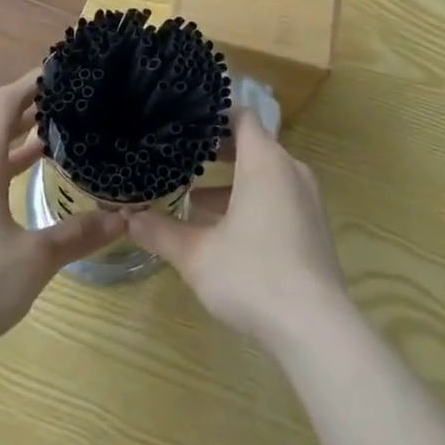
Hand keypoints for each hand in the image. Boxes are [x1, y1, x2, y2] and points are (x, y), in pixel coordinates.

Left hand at [0, 70, 122, 365]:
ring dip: (13, 147)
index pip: (5, 103)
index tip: (59, 70)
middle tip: (66, 107)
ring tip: (49, 146)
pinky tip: (12, 196)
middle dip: (29, 114)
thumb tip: (122, 219)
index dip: (31, 81)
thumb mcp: (36, 258)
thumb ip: (79, 234)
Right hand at [127, 105, 347, 348]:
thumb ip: (161, 232)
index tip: (185, 124)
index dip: (214, 116)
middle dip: (217, 151)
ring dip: (233, 182)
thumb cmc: (253, 276)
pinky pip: (279, 198)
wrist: (316, 328)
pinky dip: (253, 202)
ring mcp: (307, 200)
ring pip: (265, 175)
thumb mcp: (197, 255)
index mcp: (265, 161)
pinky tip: (226, 232)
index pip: (242, 116)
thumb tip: (129, 219)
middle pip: (253, 145)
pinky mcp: (313, 228)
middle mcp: (290, 171)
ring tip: (194, 198)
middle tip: (182, 158)